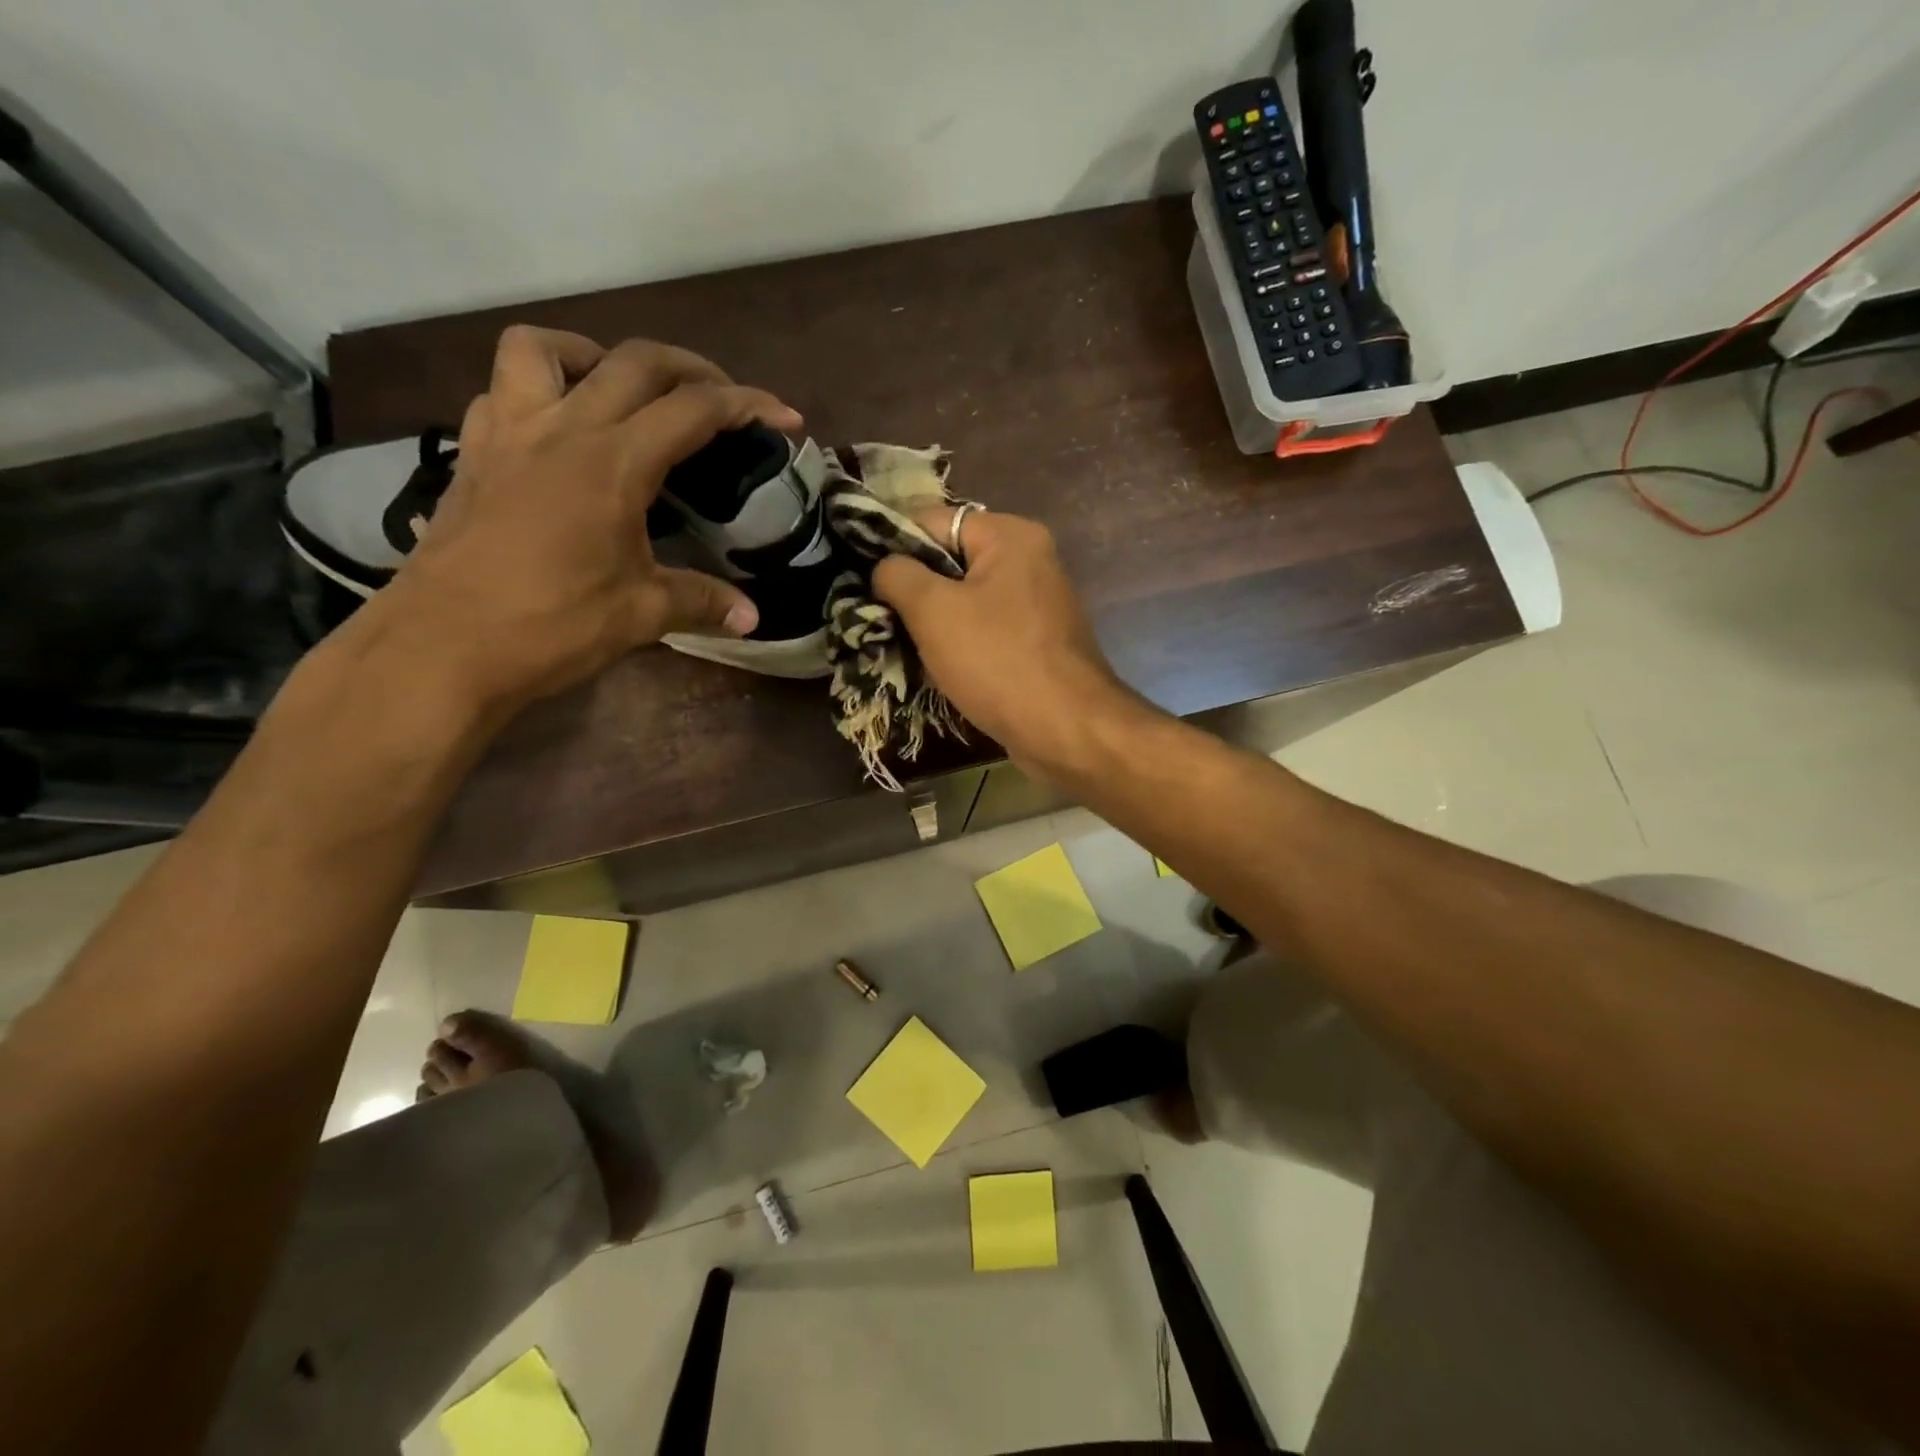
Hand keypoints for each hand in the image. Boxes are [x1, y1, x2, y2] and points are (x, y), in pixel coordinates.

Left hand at [366, 327, 800, 708]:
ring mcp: (508, 434)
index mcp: (613, 462)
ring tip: (622, 388)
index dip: (748, 405)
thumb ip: (702, 602)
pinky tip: (557, 431)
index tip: (785, 418)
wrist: (442, 647)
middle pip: (634, 361)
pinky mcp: (472, 455)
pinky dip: (538, 392)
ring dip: (596, 355)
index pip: (694, 410)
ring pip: (544, 349)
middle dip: (692, 369)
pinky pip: (503, 392)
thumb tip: (751, 617)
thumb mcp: (641, 613)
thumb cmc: (551, 625)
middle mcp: (562, 429)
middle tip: (722, 398)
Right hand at [872, 506, 1137, 771]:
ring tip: (896, 643)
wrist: (1065, 729)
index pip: (933, 521)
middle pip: (950, 561)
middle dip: (912, 589)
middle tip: (876, 616)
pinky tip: (932, 667)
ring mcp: (1036, 604)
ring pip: (965, 600)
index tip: (862, 578)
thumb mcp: (933, 611)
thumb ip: (898, 576)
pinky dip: (958, 645)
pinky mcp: (1035, 642)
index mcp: (1010, 536)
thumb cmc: (998, 661)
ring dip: (931, 622)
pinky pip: (984, 631)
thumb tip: (884, 567)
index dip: (892, 545)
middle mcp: (1029, 560)